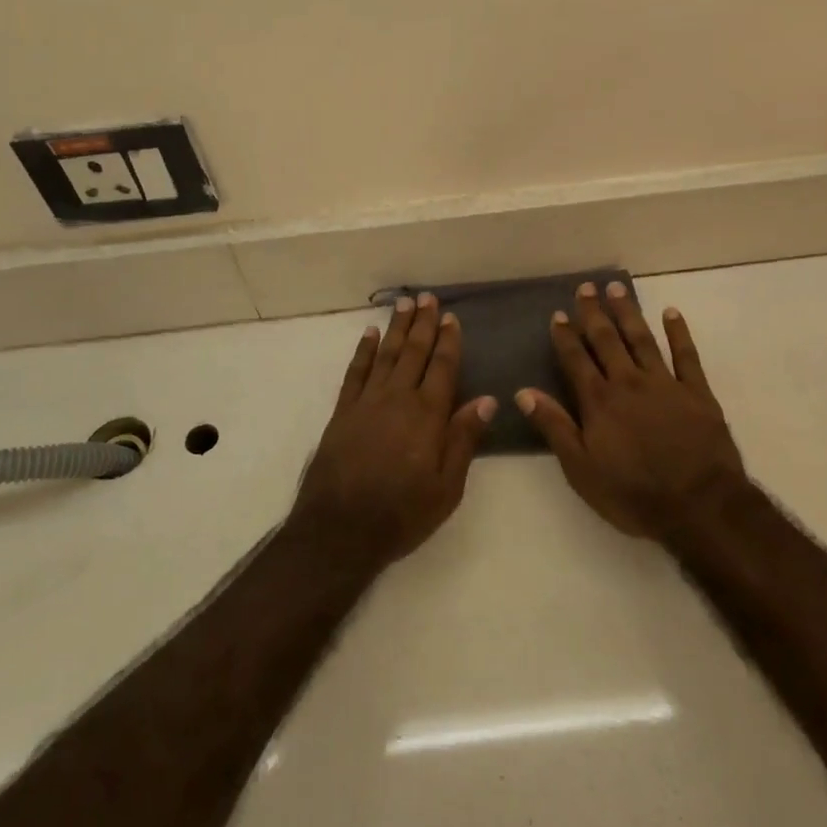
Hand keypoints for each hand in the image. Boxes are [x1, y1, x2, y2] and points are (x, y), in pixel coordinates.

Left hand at [292, 294, 495, 567]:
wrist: (339, 529)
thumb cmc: (401, 513)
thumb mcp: (446, 487)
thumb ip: (464, 439)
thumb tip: (487, 400)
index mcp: (427, 415)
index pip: (442, 367)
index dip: (448, 341)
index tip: (452, 317)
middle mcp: (398, 398)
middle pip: (414, 352)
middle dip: (423, 323)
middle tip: (427, 297)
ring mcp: (367, 402)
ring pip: (386, 354)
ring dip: (397, 328)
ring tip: (404, 303)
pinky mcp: (343, 411)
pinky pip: (356, 372)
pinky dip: (364, 350)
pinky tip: (370, 334)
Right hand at [517, 282, 746, 540]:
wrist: (699, 506)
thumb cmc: (634, 494)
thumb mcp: (581, 469)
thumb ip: (554, 427)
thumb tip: (524, 392)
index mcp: (599, 401)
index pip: (576, 360)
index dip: (566, 336)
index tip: (559, 313)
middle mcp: (629, 382)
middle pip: (607, 341)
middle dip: (595, 313)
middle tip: (587, 287)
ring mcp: (665, 384)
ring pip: (642, 339)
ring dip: (628, 312)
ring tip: (618, 288)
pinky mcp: (697, 392)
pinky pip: (686, 355)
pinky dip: (678, 333)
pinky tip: (671, 313)